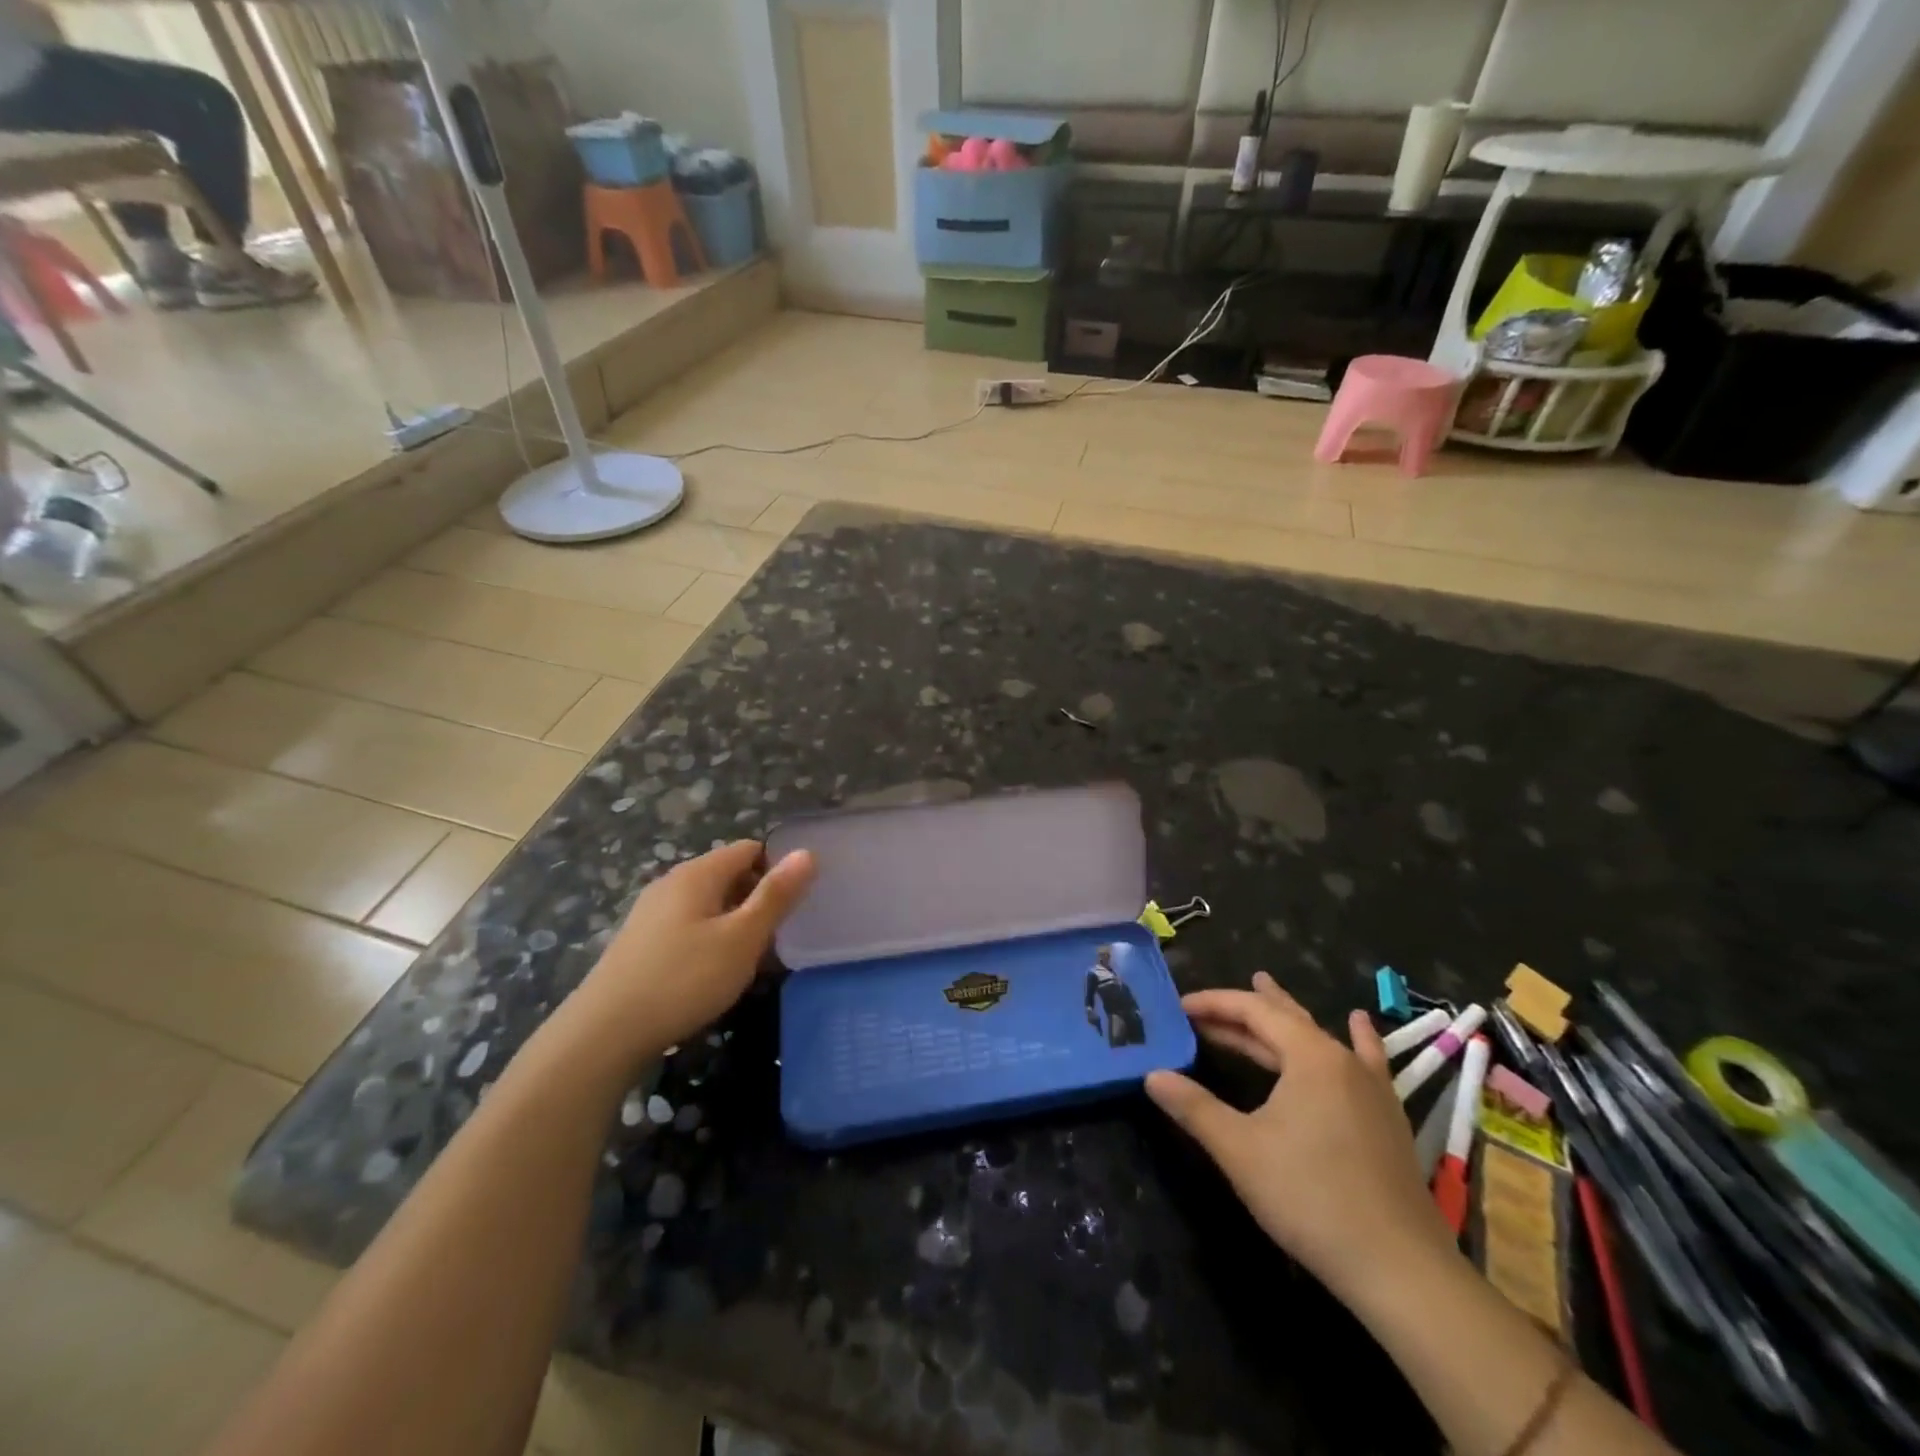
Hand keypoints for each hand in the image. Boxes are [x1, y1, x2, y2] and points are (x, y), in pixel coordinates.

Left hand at [564, 840, 815, 1068]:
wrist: (603, 1034)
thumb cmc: (684, 979)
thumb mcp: (742, 938)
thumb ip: (776, 895)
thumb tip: (807, 853)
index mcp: (698, 873)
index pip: (750, 849)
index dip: (779, 868)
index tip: (799, 901)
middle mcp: (672, 883)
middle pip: (729, 875)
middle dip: (758, 898)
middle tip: (781, 934)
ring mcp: (652, 912)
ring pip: (709, 904)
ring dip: (735, 922)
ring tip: (752, 957)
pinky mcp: (641, 942)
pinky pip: (689, 926)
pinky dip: (710, 939)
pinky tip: (714, 973)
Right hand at [1146, 972, 1453, 1296]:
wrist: (1400, 1269)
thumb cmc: (1311, 1198)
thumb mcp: (1240, 1150)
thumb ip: (1194, 1107)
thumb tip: (1152, 1076)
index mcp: (1310, 1056)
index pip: (1253, 1011)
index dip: (1214, 1004)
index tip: (1179, 1007)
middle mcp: (1343, 1060)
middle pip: (1285, 1019)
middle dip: (1241, 1010)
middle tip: (1205, 1005)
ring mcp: (1371, 1088)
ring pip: (1318, 1036)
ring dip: (1284, 1017)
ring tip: (1266, 985)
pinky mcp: (1387, 1117)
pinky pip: (1365, 1060)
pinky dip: (1355, 1038)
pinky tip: (1358, 1022)